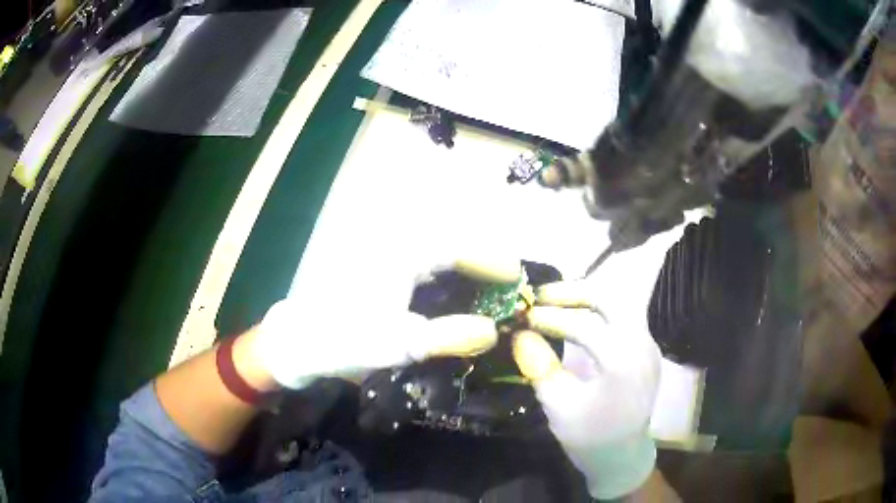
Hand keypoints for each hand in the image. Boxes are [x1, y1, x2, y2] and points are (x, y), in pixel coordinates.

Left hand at [252, 255, 521, 389]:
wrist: (297, 341)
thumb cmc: (344, 339)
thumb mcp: (397, 344)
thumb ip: (447, 337)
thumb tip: (493, 331)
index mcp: (401, 255)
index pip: (457, 248)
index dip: (491, 259)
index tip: (516, 274)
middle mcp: (393, 246)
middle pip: (448, 245)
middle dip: (480, 260)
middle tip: (504, 283)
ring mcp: (382, 255)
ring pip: (433, 252)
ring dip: (461, 266)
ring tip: (484, 287)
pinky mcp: (375, 268)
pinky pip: (418, 263)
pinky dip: (440, 274)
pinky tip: (448, 293)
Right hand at [512, 227, 682, 499]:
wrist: (623, 457)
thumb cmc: (590, 437)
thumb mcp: (558, 406)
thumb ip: (540, 367)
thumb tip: (519, 334)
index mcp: (623, 362)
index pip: (584, 325)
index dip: (550, 317)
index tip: (522, 317)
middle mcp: (642, 345)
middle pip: (610, 298)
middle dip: (573, 292)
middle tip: (541, 297)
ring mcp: (649, 344)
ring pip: (619, 303)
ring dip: (587, 298)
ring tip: (555, 302)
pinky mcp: (647, 349)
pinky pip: (624, 316)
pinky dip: (599, 310)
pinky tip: (577, 316)